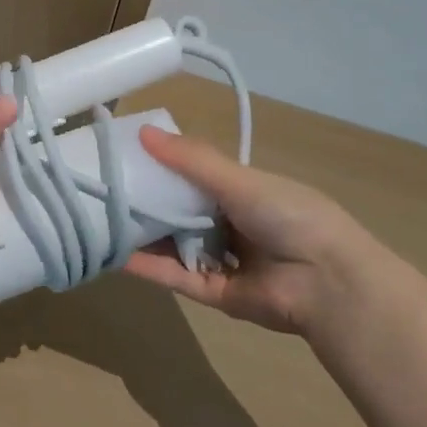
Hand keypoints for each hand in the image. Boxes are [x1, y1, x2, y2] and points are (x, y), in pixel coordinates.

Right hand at [122, 125, 371, 334]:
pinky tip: (115, 254)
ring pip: (174, 245)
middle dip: (146, 203)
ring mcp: (223, 261)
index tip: (124, 156)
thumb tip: (142, 132)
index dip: (161, 166)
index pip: (193, 177)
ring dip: (142, 235)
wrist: (328, 282)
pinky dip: (148, 267)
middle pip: (179, 212)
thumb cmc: (288, 216)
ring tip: (98, 221)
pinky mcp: (215, 294)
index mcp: (241, 193)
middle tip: (102, 189)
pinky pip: (176, 277)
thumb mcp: (238, 179)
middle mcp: (231, 225)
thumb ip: (189, 159)